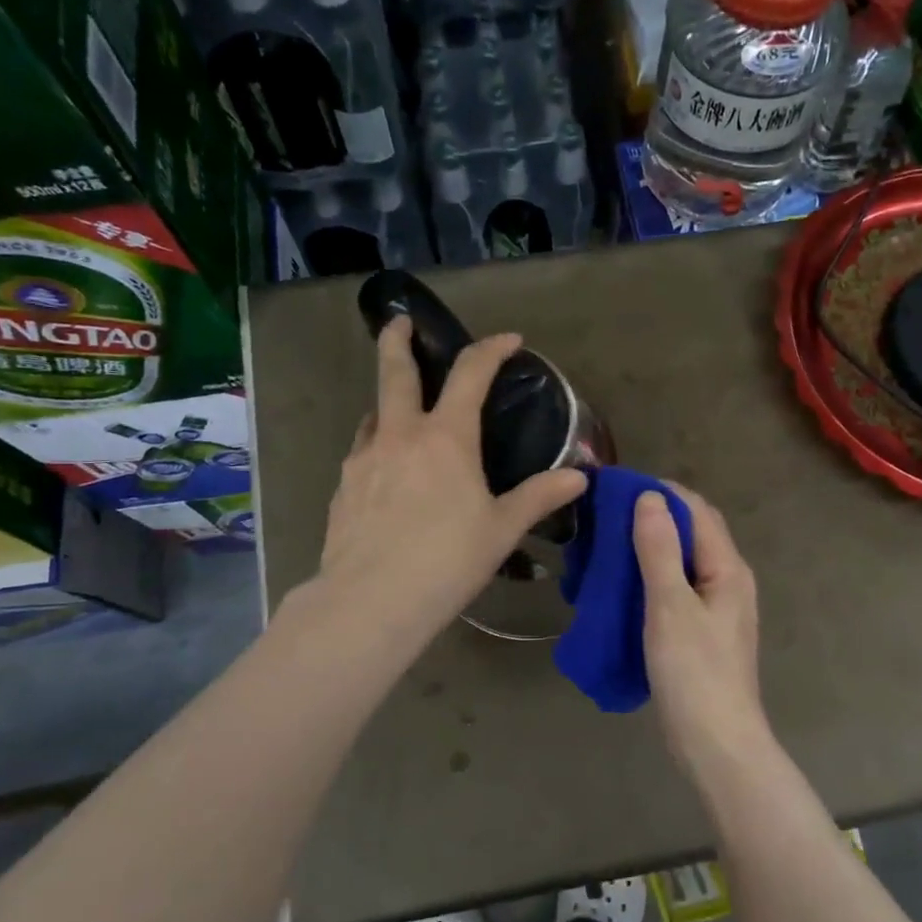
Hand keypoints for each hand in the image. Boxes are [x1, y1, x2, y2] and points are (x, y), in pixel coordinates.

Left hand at [316, 316, 586, 643]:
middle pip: (394, 372)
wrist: (371, 601)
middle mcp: (399, 435)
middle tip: (399, 321)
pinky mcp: (342, 487)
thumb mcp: (501, 529)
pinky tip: (386, 473)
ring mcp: (363, 459)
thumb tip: (579, 477)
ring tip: (401, 414)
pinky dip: (377, 446)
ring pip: (373, 413)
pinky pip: (362, 452)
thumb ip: (539, 496)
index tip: (509, 340)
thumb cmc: (447, 560)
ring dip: (388, 402)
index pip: (469, 374)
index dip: (491, 349)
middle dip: (398, 340)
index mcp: (445, 438)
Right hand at [633, 482, 768, 758]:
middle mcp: (728, 581)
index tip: (618, 488)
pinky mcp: (702, 632)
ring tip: (610, 544)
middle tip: (608, 515)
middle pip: (693, 533)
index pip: (696, 511)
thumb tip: (649, 497)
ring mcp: (717, 609)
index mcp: (727, 569)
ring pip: (683, 562)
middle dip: (655, 517)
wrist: (716, 743)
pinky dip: (652, 577)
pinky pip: (676, 588)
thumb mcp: (670, 606)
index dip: (661, 493)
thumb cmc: (694, 672)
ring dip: (651, 547)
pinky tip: (624, 585)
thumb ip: (659, 550)